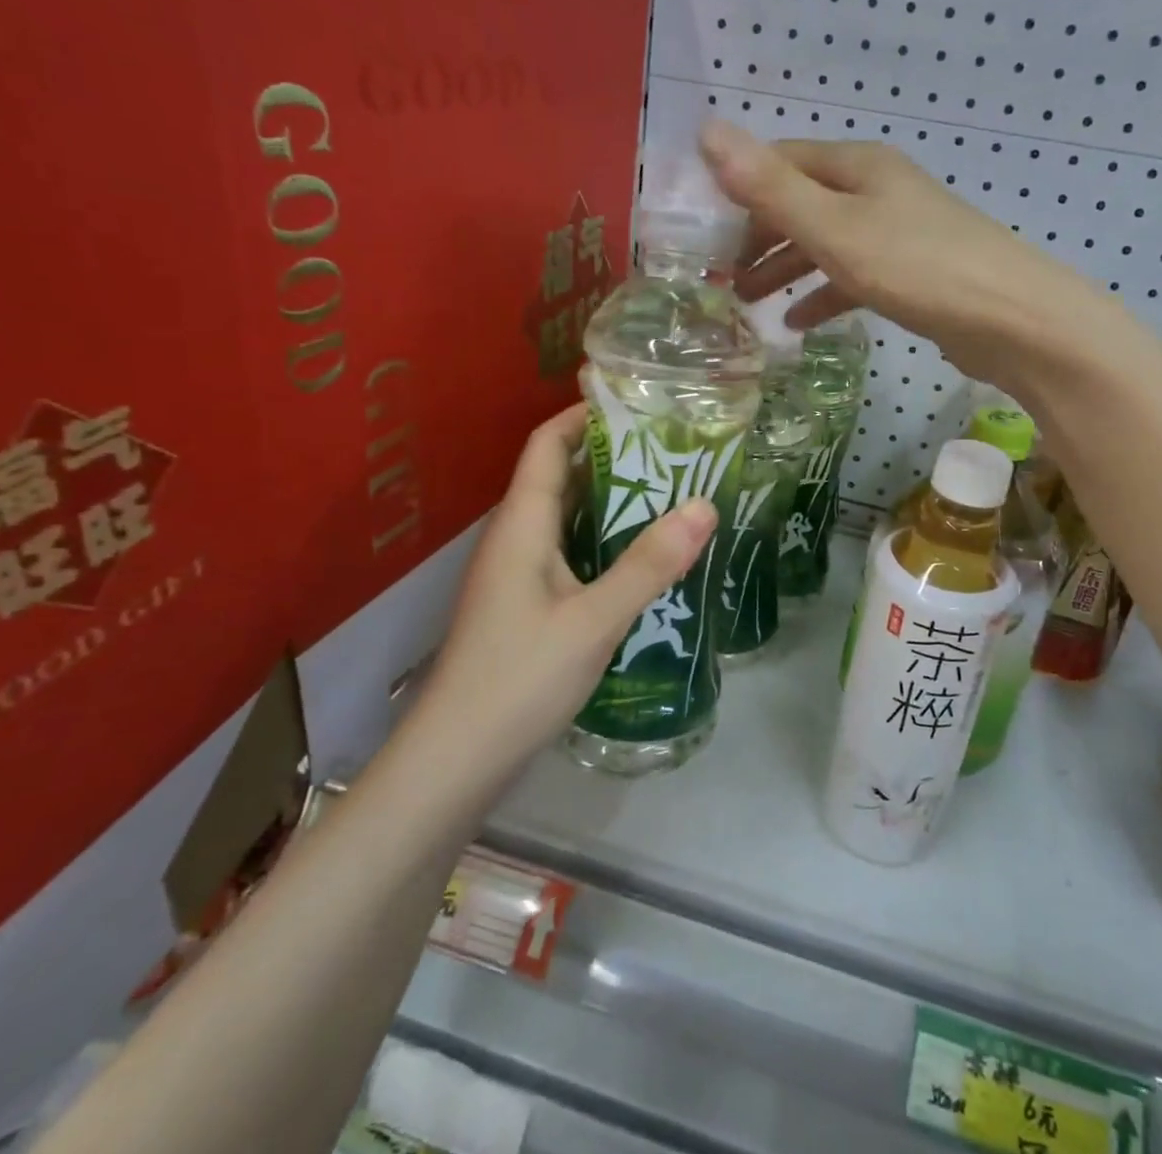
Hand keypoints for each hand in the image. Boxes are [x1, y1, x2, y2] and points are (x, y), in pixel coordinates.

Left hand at [418, 404, 716, 767]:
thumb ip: (650, 564)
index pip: (546, 445)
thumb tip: (705, 505)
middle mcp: (514, 539)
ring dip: (611, 500)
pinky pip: (568, 552)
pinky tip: (642, 557)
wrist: (456, 761)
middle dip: (612, 455)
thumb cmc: (519, 679)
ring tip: (671, 493)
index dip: (583, 415)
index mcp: (521, 525)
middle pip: (560, 476)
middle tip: (674, 448)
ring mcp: (516, 575)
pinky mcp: (525, 606)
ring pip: (566, 517)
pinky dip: (604, 540)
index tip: (636, 400)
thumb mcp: (595, 620)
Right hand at [697, 119, 1093, 385]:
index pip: (780, 163)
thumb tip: (707, 130)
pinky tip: (798, 323)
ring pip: (825, 242)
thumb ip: (770, 187)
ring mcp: (898, 232)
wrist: (1012, 320)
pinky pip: (853, 276)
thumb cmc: (917, 267)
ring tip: (747, 302)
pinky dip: (823, 294)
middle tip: (720, 277)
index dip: (737, 192)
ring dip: (784, 268)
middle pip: (801, 203)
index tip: (702, 234)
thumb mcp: (834, 227)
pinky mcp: (912, 274)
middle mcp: (876, 190)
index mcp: (857, 166)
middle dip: (758, 237)